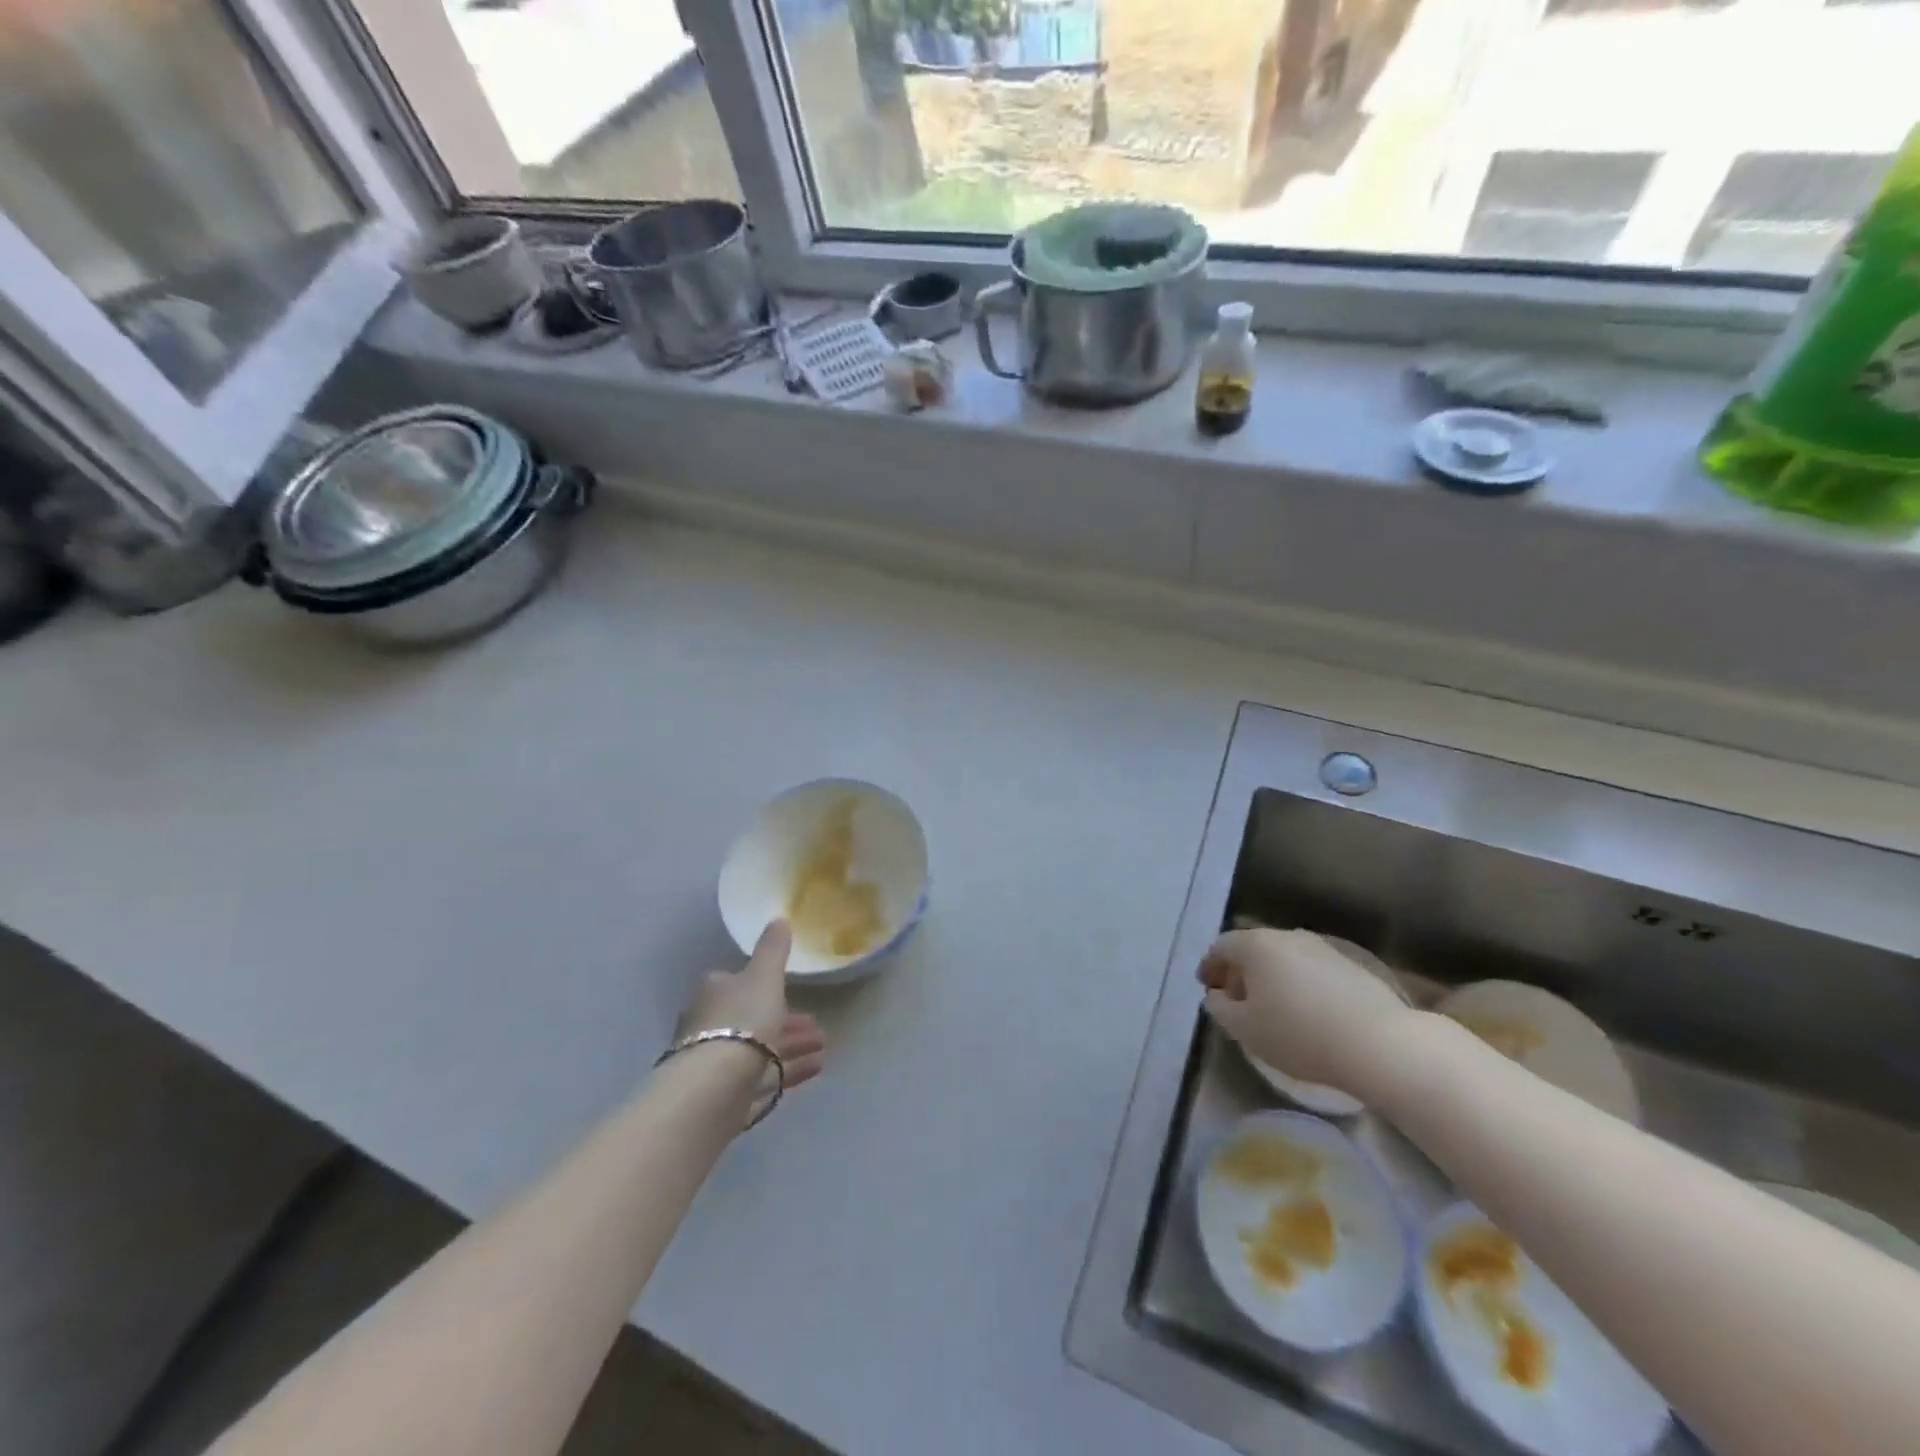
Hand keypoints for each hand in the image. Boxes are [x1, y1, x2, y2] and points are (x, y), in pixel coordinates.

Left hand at [678, 921, 826, 1106]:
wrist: (715, 1085)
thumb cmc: (741, 1020)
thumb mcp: (764, 976)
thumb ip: (773, 949)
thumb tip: (778, 919)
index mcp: (715, 992)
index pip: (740, 983)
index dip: (769, 986)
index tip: (795, 991)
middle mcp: (709, 1025)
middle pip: (753, 1018)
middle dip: (786, 1021)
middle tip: (817, 1025)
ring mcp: (716, 1062)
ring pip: (760, 1049)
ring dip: (793, 1046)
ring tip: (823, 1047)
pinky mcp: (726, 1093)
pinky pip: (763, 1076)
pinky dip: (788, 1070)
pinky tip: (816, 1068)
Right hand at [1198, 928, 1410, 1091]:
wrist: (1379, 1043)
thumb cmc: (1298, 1034)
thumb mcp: (1245, 1029)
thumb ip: (1220, 1008)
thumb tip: (1216, 995)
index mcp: (1256, 945)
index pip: (1221, 946)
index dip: (1210, 966)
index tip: (1208, 988)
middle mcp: (1287, 937)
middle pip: (1253, 948)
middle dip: (1240, 971)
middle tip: (1236, 999)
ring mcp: (1322, 948)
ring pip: (1284, 958)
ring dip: (1271, 977)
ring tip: (1272, 1008)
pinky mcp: (1351, 966)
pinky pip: (1311, 969)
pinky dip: (1298, 984)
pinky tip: (1305, 1011)